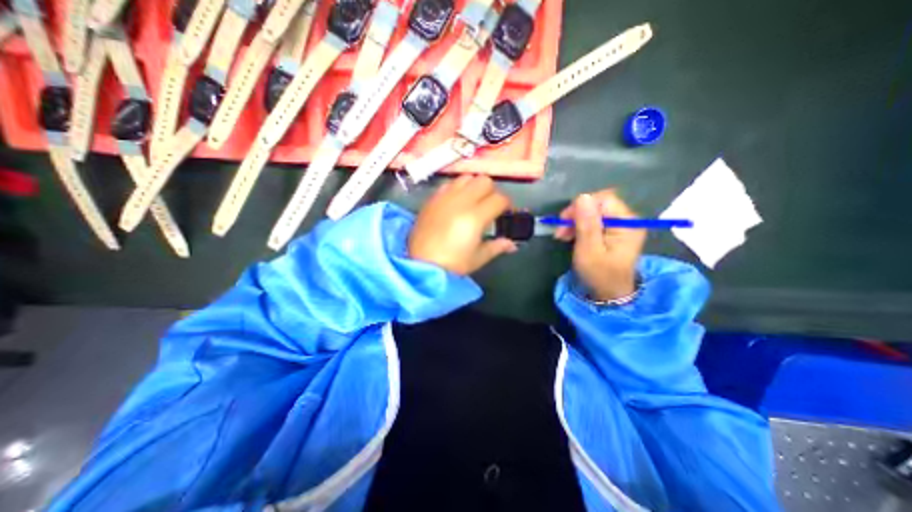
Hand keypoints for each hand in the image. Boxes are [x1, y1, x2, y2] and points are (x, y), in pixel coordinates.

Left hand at [410, 174, 515, 274]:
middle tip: (490, 205)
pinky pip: (449, 184)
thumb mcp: (478, 258)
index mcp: (475, 217)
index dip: (507, 205)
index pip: (499, 199)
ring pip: (466, 177)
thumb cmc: (452, 264)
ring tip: (473, 200)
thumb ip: (497, 247)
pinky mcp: (432, 199)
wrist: (420, 264)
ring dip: (474, 186)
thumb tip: (512, 244)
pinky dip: (457, 188)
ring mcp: (445, 198)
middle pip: (484, 181)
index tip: (506, 212)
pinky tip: (456, 202)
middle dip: (492, 191)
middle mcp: (461, 201)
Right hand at [552, 191, 643, 300]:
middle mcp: (628, 220)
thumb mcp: (589, 250)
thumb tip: (582, 196)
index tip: (563, 222)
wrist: (609, 294)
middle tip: (560, 232)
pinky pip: (595, 220)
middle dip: (576, 215)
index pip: (602, 200)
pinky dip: (581, 226)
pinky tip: (572, 236)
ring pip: (594, 212)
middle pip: (598, 204)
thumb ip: (586, 224)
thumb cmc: (599, 274)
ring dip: (576, 221)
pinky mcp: (615, 231)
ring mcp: (622, 225)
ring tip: (563, 235)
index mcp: (627, 223)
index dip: (580, 207)